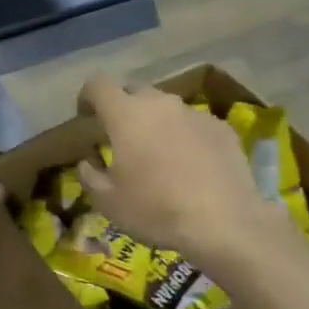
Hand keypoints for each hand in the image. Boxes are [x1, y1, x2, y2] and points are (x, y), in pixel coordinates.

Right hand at [76, 77, 281, 266]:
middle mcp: (161, 104)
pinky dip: (185, 137)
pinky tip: (191, 166)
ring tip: (159, 155)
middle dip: (123, 108)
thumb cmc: (155, 210)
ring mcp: (195, 113)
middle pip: (135, 91)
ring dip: (156, 123)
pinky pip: (194, 124)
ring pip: (167, 108)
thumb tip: (88, 161)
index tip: (85, 116)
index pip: (98, 86)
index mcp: (126, 115)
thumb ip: (90, 175)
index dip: (87, 97)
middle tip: (122, 138)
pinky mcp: (222, 128)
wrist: (223, 222)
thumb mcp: (108, 202)